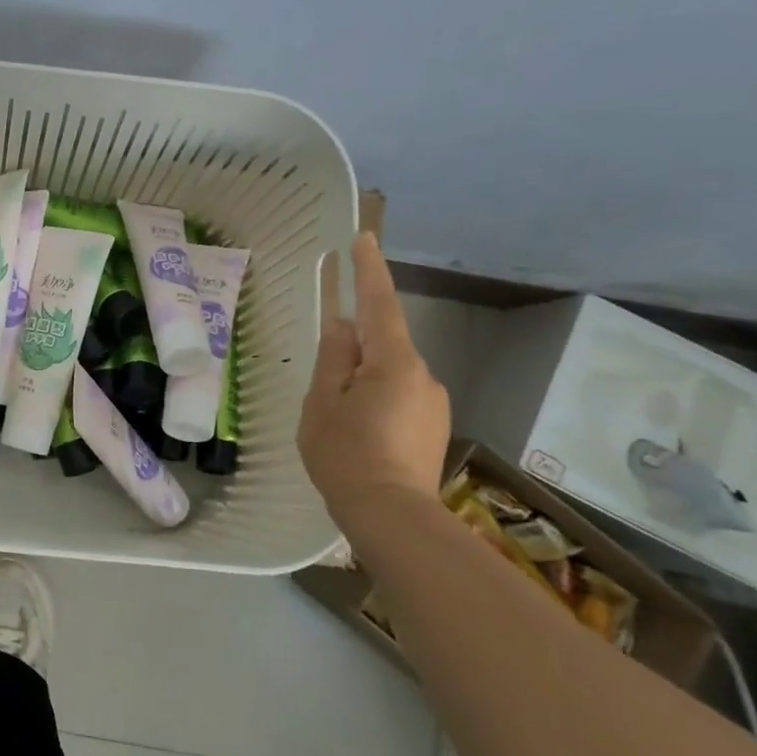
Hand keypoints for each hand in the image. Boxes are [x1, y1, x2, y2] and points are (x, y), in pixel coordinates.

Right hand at [299, 232, 449, 517]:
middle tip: (325, 385)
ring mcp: (433, 402)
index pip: (379, 304)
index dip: (370, 270)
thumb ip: (333, 360)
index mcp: (392, 362)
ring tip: (338, 421)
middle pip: (383, 344)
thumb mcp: (323, 403)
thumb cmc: (346, 455)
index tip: (363, 238)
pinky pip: (399, 397)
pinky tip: (360, 435)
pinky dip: (376, 402)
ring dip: (363, 382)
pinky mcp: (434, 426)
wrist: (393, 518)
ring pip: (390, 374)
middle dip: (354, 350)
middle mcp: (422, 375)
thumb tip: (343, 328)